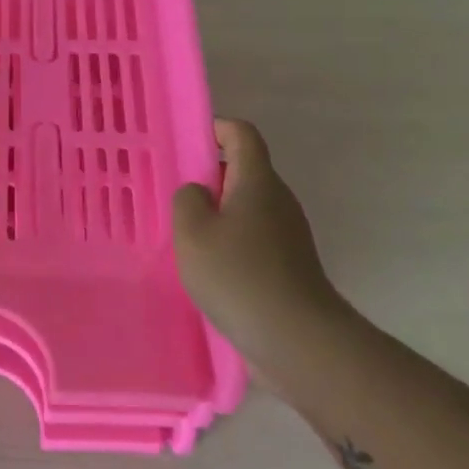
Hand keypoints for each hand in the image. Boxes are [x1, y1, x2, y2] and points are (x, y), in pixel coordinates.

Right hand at [172, 118, 343, 363]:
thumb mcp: (192, 231)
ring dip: (216, 212)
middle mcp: (278, 200)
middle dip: (208, 176)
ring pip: (246, 207)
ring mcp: (287, 234)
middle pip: (243, 170)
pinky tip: (206, 266)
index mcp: (257, 181)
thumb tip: (198, 193)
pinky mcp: (288, 264)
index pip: (241, 134)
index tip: (185, 144)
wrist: (296, 339)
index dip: (215, 129)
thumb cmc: (238, 275)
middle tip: (172, 194)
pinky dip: (229, 240)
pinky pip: (253, 237)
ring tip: (183, 233)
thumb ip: (187, 199)